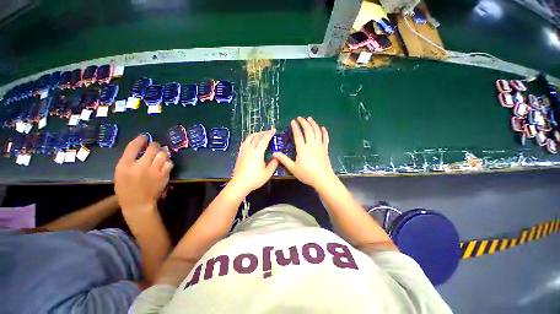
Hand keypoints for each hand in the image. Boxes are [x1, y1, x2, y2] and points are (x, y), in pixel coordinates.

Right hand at [114, 135, 172, 212]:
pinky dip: (168, 162)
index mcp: (125, 165)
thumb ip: (129, 161)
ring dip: (162, 152)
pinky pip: (169, 163)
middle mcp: (140, 166)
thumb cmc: (126, 189)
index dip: (140, 139)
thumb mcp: (120, 174)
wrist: (138, 203)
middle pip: (152, 148)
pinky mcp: (164, 175)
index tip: (144, 137)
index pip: (133, 147)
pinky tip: (165, 163)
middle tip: (155, 145)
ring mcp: (153, 170)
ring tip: (161, 153)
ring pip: (163, 154)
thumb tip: (140, 150)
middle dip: (154, 145)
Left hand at [230, 129, 277, 194]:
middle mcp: (250, 149)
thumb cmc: (254, 179)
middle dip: (263, 132)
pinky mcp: (240, 153)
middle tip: (269, 131)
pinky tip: (252, 141)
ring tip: (261, 134)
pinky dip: (250, 138)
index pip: (264, 140)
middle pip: (256, 137)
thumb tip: (277, 157)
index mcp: (257, 153)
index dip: (269, 134)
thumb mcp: (267, 173)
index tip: (274, 130)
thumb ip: (274, 164)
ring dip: (256, 134)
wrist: (239, 184)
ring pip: (249, 138)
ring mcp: (243, 151)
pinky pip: (245, 142)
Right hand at [274, 117, 336, 189]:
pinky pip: (325, 138)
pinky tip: (322, 128)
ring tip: (310, 119)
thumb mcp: (293, 168)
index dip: (295, 127)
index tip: (292, 121)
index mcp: (302, 149)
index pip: (298, 135)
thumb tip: (274, 153)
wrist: (323, 179)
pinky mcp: (325, 149)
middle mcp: (311, 145)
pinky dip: (324, 132)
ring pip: (317, 132)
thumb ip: (284, 160)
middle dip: (304, 122)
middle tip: (300, 118)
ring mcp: (320, 146)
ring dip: (313, 124)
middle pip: (308, 130)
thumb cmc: (307, 174)